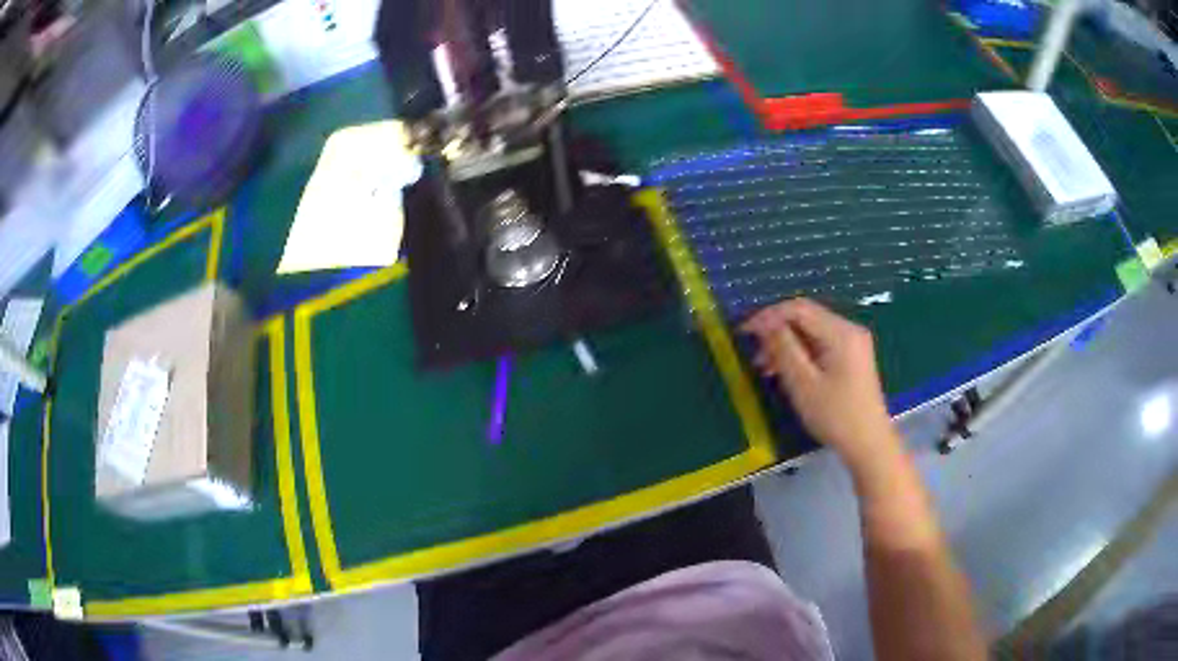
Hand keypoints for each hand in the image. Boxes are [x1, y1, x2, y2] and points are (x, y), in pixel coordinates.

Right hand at [741, 298, 899, 469]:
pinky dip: (801, 352)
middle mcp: (849, 329)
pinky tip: (786, 370)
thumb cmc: (835, 416)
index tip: (744, 332)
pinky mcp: (852, 357)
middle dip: (777, 330)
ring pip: (812, 331)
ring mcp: (853, 343)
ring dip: (787, 343)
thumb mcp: (803, 384)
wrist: (869, 444)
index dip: (768, 316)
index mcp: (840, 332)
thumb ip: (783, 349)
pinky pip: (821, 344)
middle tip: (754, 353)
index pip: (798, 308)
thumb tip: (765, 325)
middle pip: (806, 317)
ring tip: (765, 366)